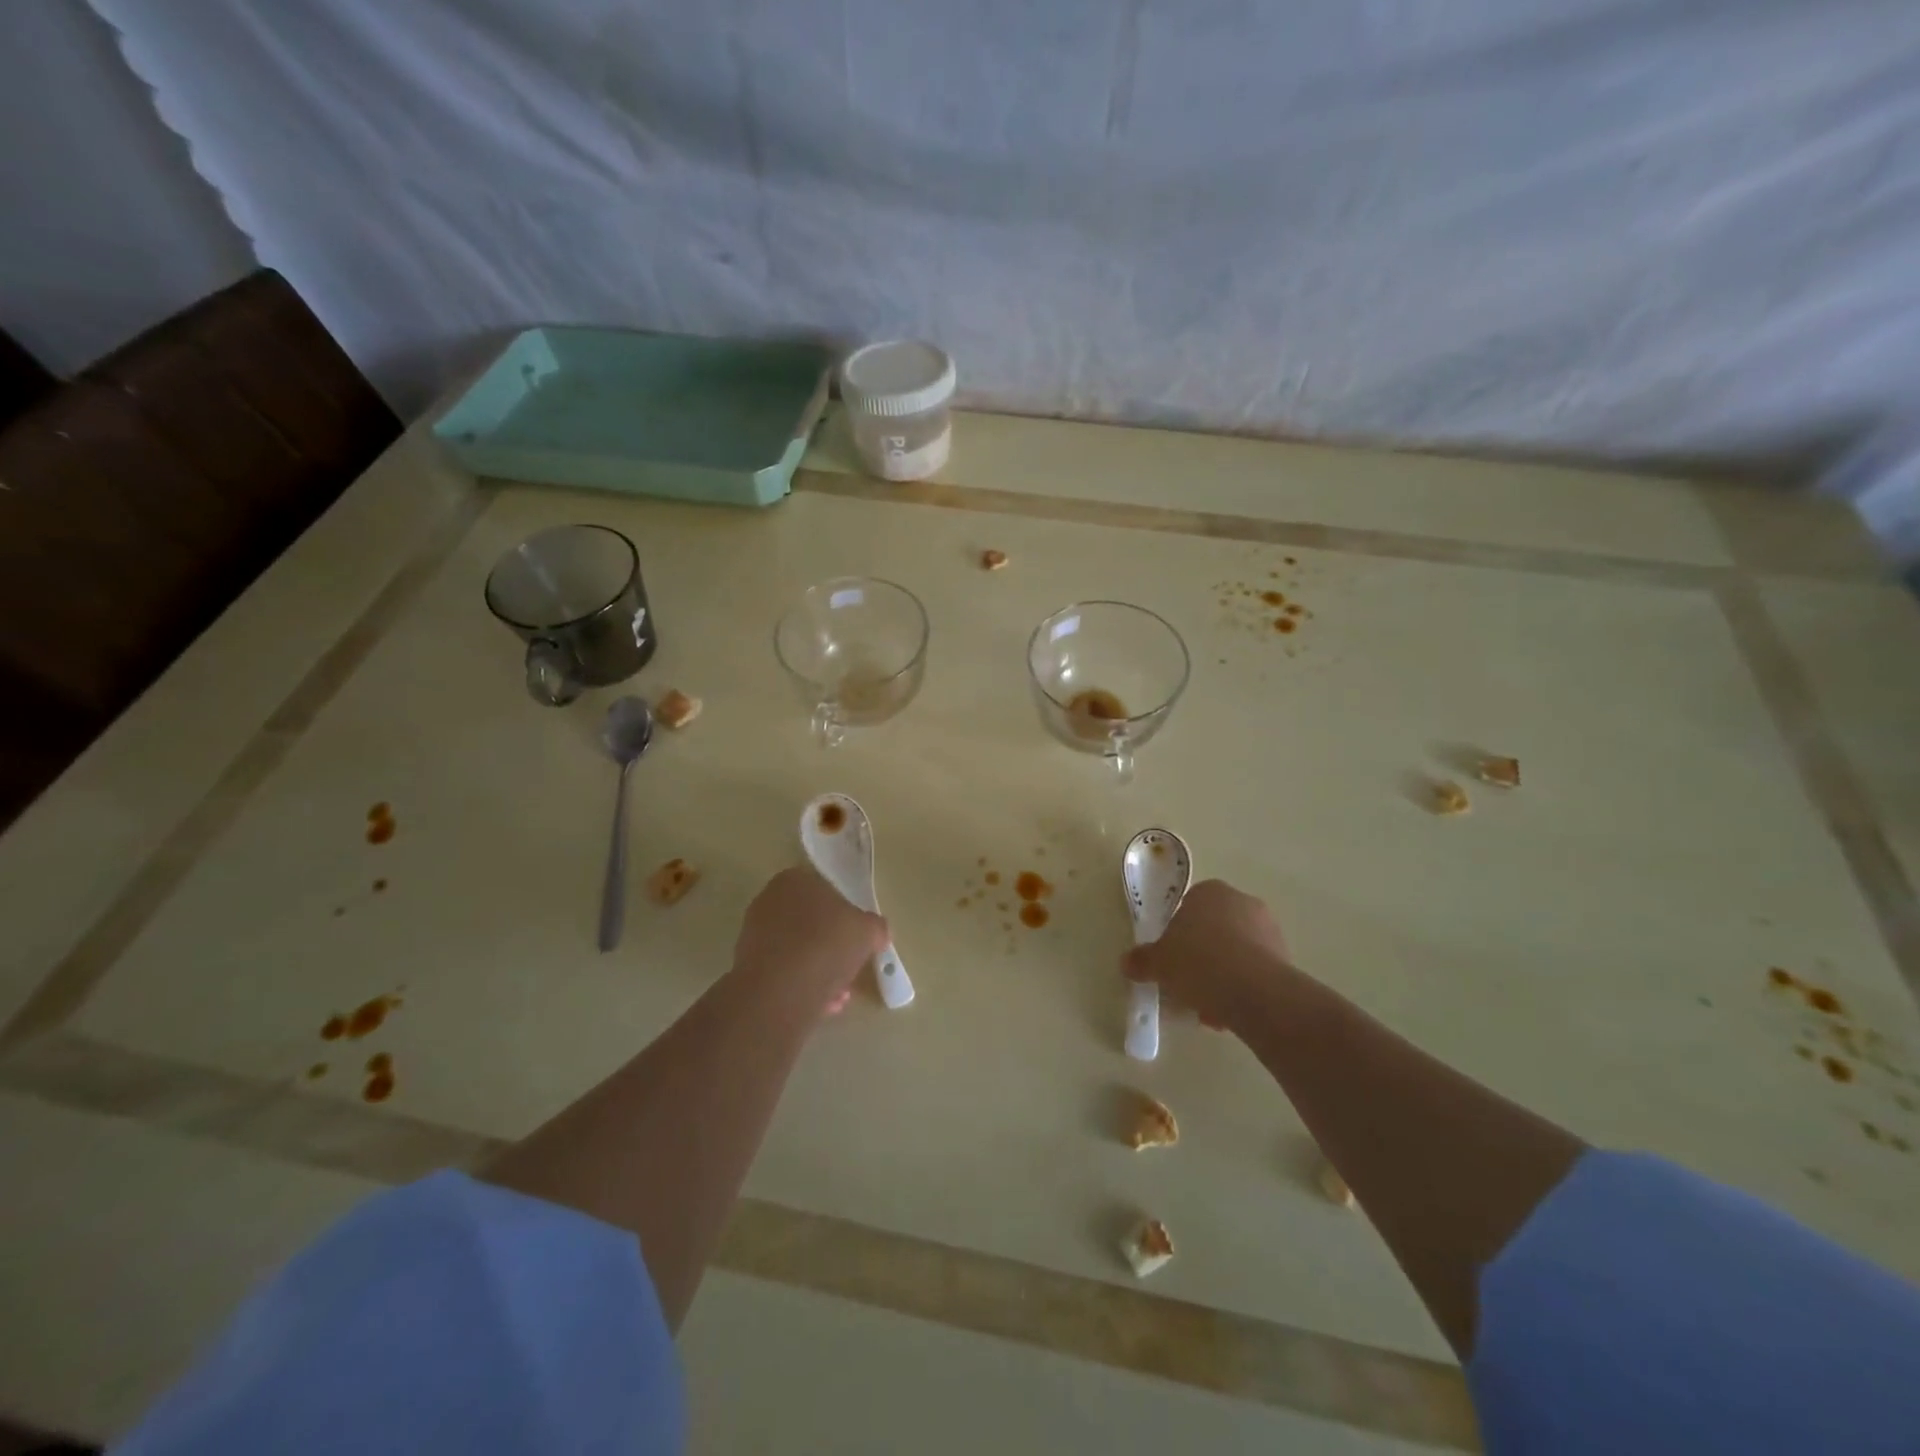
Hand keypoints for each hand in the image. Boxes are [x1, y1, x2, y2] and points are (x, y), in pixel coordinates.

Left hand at [733, 867, 887, 1009]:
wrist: (781, 991)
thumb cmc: (826, 945)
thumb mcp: (868, 931)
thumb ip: (875, 928)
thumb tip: (876, 933)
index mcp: (795, 880)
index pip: (826, 890)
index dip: (846, 915)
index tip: (858, 937)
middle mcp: (769, 901)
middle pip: (811, 923)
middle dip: (832, 946)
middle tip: (850, 966)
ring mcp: (754, 935)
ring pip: (798, 951)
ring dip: (820, 970)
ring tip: (839, 994)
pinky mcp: (747, 968)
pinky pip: (785, 973)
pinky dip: (803, 986)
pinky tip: (822, 1005)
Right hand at [1122, 879, 1290, 1029]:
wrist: (1253, 990)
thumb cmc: (1198, 961)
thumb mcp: (1158, 962)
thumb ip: (1142, 960)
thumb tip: (1127, 963)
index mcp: (1210, 892)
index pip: (1189, 906)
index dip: (1177, 934)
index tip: (1171, 959)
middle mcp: (1242, 902)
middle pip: (1214, 930)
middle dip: (1202, 957)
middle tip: (1187, 985)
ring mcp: (1268, 929)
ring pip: (1236, 953)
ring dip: (1222, 977)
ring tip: (1208, 1009)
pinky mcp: (1286, 958)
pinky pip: (1255, 971)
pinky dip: (1242, 989)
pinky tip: (1229, 1013)